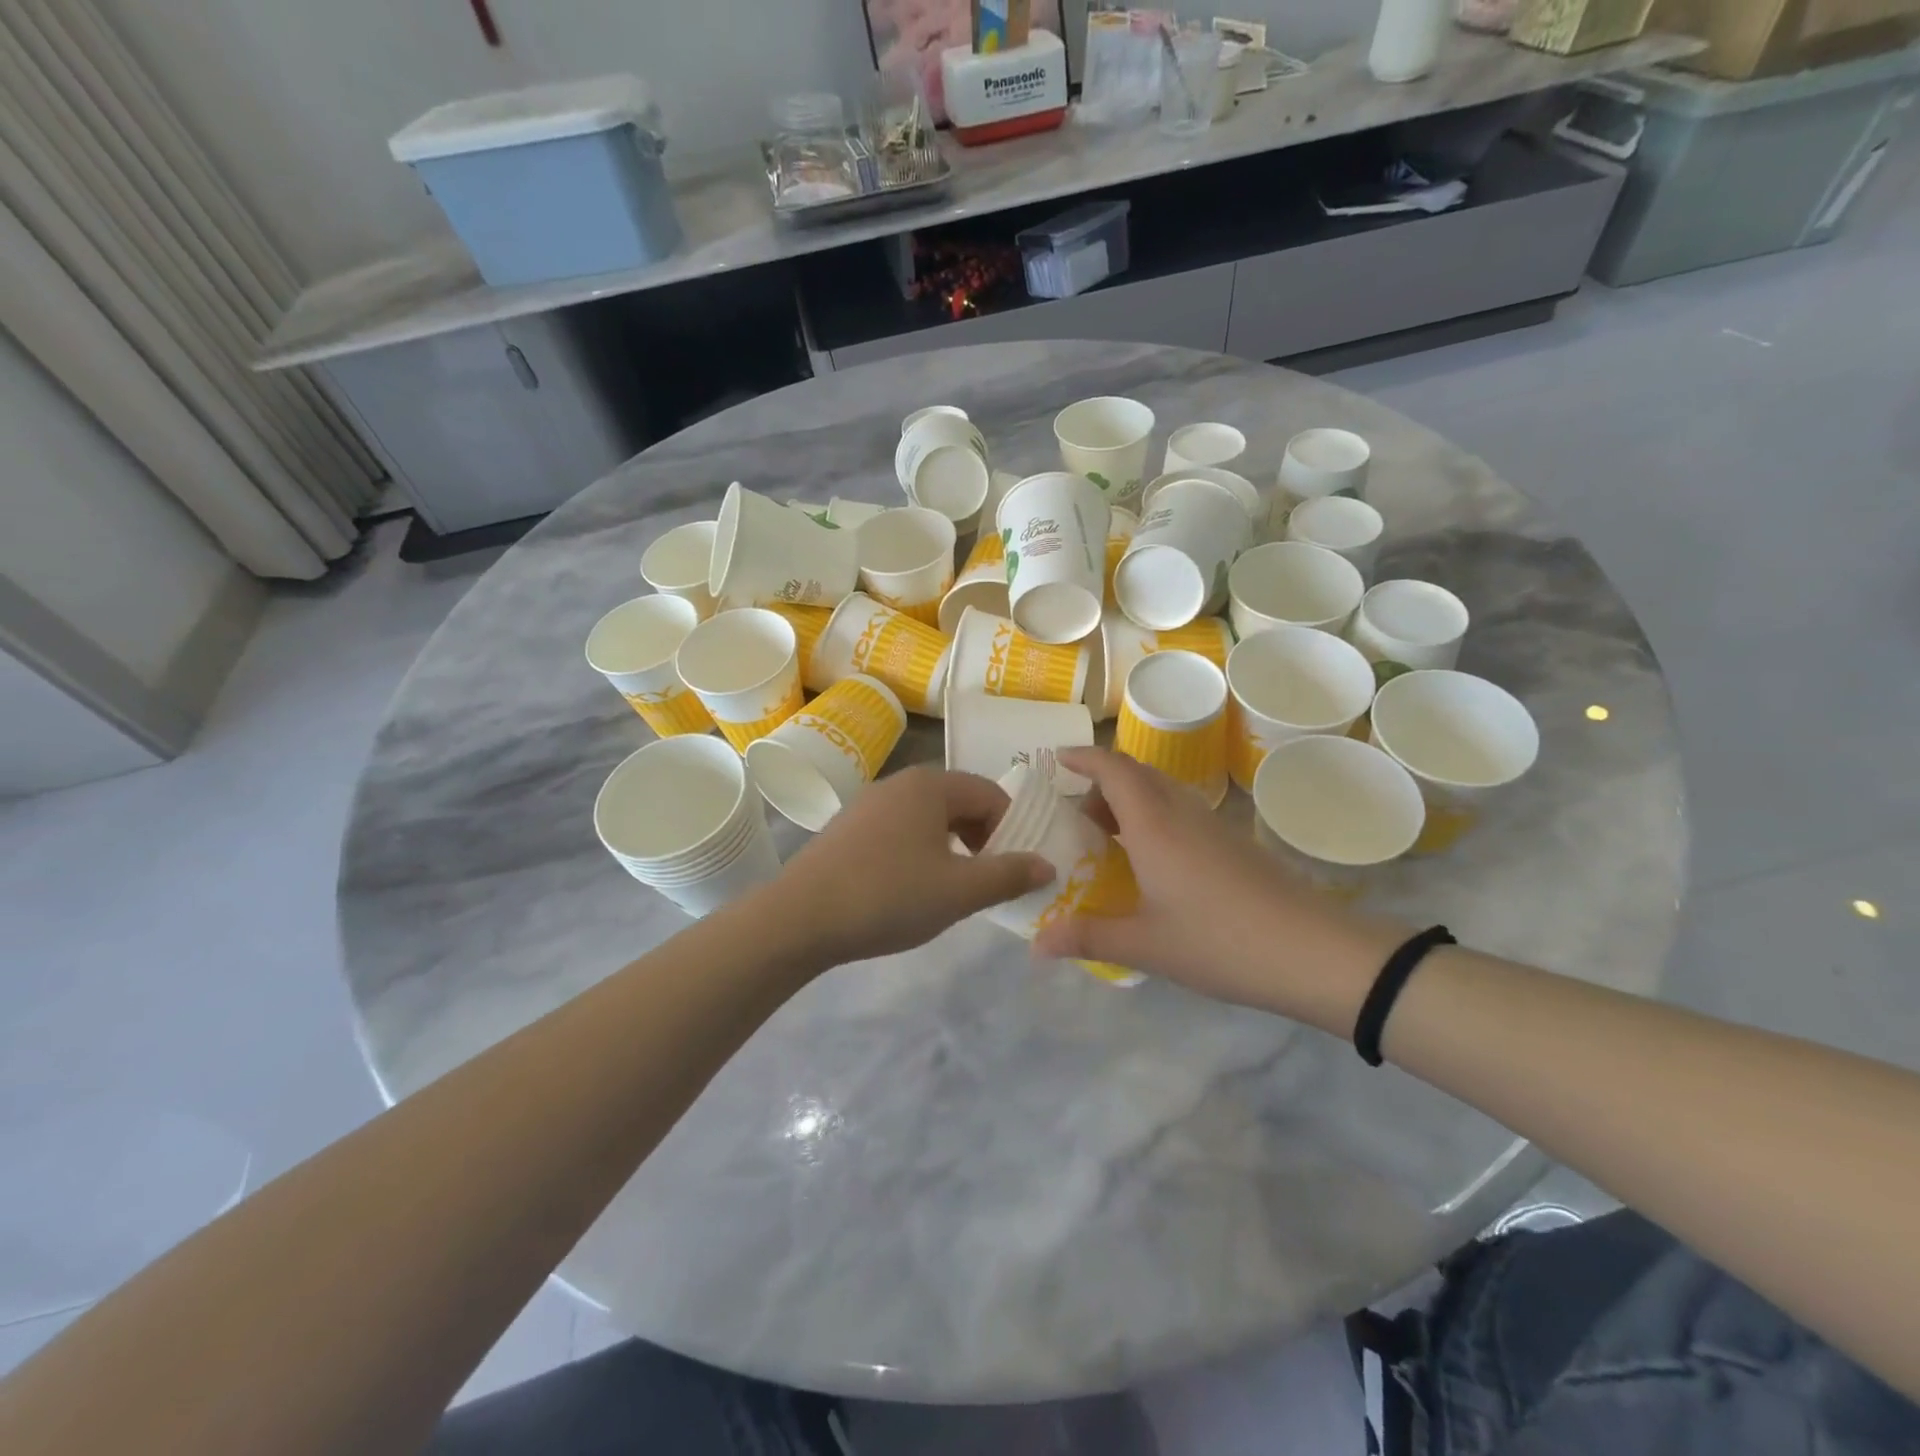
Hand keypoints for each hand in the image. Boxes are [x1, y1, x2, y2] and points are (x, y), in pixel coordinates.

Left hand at [769, 766, 1054, 967]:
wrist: (799, 918)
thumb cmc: (888, 896)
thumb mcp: (959, 891)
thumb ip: (1008, 875)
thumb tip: (1047, 865)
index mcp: (931, 785)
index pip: (992, 794)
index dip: (1012, 829)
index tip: (1013, 870)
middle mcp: (900, 783)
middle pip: (960, 802)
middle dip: (983, 838)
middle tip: (987, 880)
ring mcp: (869, 803)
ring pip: (929, 817)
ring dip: (952, 847)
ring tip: (952, 887)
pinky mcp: (848, 828)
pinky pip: (900, 829)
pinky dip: (920, 851)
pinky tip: (910, 888)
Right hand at [1031, 749, 1403, 1032]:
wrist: (1314, 952)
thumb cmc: (1220, 941)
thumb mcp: (1145, 945)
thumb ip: (1087, 937)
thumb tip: (1036, 943)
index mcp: (1153, 825)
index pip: (1112, 769)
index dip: (1082, 757)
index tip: (1055, 760)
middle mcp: (1181, 812)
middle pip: (1136, 774)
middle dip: (1101, 783)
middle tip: (1076, 818)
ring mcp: (1212, 825)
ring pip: (1162, 791)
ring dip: (1129, 801)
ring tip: (1108, 840)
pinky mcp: (1233, 843)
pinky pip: (1181, 812)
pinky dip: (1154, 819)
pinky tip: (1151, 863)